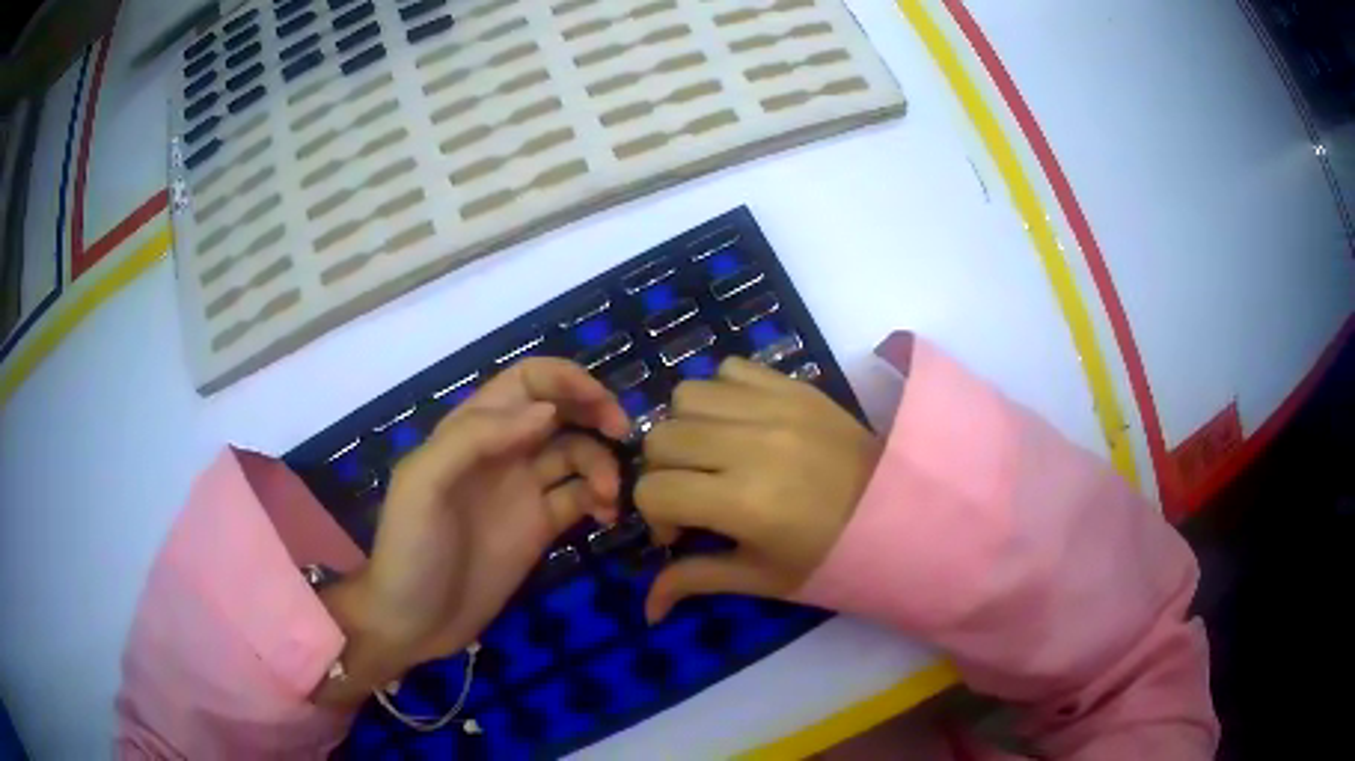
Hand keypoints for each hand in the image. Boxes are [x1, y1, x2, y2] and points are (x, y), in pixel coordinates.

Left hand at [318, 359, 627, 701]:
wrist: (414, 622)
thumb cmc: (410, 549)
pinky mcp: (540, 528)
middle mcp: (502, 452)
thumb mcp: (423, 484)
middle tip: (622, 434)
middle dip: (595, 412)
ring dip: (601, 464)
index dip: (566, 380)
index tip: (601, 403)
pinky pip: (580, 498)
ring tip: (609, 497)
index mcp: (471, 430)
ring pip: (576, 454)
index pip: (527, 381)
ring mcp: (523, 491)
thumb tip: (547, 412)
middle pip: (559, 410)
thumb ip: (475, 438)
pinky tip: (607, 517)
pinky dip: (601, 498)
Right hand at [636, 358, 880, 621]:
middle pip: (661, 438)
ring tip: (713, 454)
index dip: (654, 514)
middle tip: (693, 492)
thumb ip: (694, 581)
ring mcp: (774, 407)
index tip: (680, 531)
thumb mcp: (761, 578)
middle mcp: (751, 444)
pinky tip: (739, 424)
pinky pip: (729, 369)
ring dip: (687, 427)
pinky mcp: (794, 386)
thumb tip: (646, 609)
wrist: (897, 512)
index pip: (653, 490)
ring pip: (686, 395)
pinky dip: (722, 394)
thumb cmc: (829, 556)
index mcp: (743, 502)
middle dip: (663, 471)